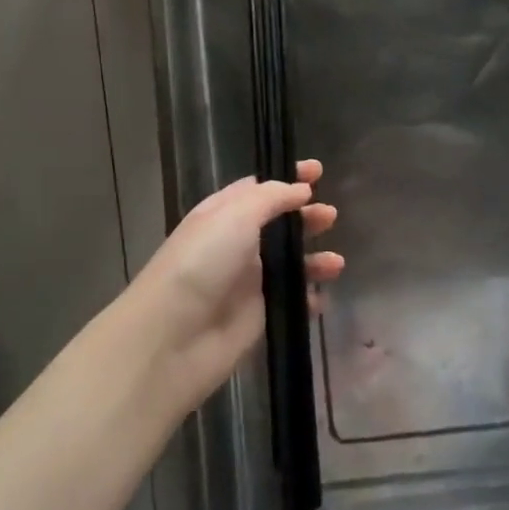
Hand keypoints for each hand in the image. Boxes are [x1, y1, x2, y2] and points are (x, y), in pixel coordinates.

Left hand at [123, 159, 341, 411]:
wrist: (173, 337)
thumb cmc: (203, 263)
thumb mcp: (235, 216)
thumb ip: (272, 198)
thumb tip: (300, 189)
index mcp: (223, 214)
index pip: (259, 189)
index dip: (288, 179)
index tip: (318, 172)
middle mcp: (236, 244)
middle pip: (279, 225)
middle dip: (306, 217)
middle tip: (330, 216)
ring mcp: (248, 282)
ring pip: (290, 263)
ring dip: (315, 260)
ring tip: (335, 263)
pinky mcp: (259, 316)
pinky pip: (292, 301)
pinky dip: (309, 298)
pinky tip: (321, 296)